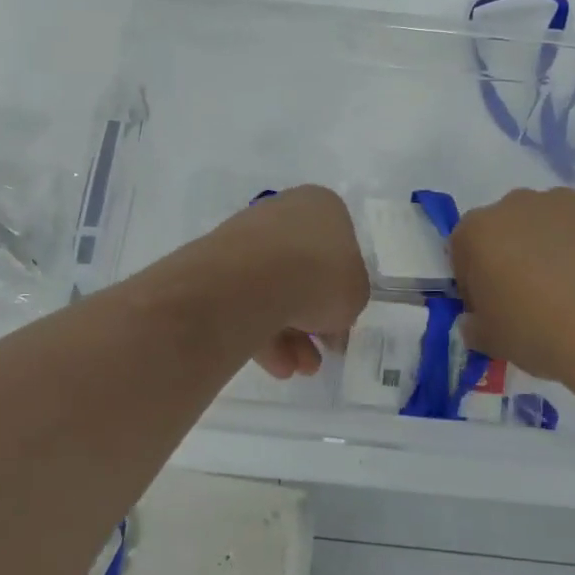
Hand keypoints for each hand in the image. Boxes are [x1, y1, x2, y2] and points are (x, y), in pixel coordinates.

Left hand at [202, 186, 368, 379]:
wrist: (254, 279)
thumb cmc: (320, 275)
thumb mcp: (356, 293)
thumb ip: (349, 298)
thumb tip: (330, 314)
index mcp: (321, 205)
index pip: (339, 246)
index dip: (343, 287)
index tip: (342, 319)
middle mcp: (283, 212)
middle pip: (304, 269)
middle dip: (312, 318)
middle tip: (319, 353)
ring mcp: (247, 236)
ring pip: (274, 288)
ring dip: (289, 334)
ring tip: (296, 369)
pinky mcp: (218, 263)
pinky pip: (246, 299)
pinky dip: (261, 331)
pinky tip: (274, 365)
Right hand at [450, 188, 574, 385]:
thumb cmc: (542, 331)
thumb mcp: (494, 342)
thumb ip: (475, 327)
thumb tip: (475, 322)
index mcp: (479, 231)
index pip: (462, 250)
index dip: (474, 281)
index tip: (492, 308)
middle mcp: (517, 204)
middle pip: (507, 228)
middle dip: (514, 256)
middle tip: (534, 298)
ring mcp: (566, 201)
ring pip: (550, 223)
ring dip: (554, 248)